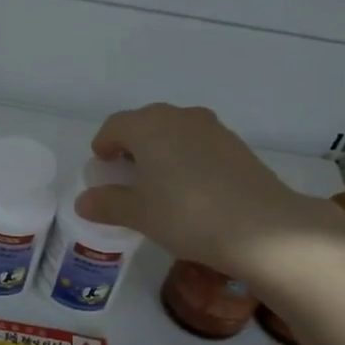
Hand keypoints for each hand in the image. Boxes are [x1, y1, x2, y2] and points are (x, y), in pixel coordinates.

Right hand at [76, 103, 344, 278]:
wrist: (261, 228)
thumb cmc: (187, 215)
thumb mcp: (139, 214)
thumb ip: (108, 203)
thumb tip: (84, 201)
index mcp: (148, 127)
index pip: (114, 126)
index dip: (103, 144)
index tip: (101, 165)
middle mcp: (179, 117)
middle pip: (145, 123)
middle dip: (131, 145)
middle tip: (126, 174)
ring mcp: (212, 128)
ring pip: (174, 131)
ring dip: (160, 149)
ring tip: (158, 182)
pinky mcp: (236, 145)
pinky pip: (198, 144)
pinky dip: (185, 157)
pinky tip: (190, 188)